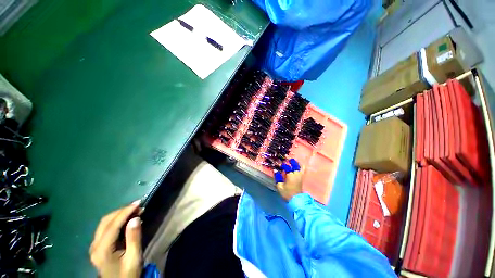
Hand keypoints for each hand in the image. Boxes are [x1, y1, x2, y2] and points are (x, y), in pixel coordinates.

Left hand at [90, 201, 142, 277]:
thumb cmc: (128, 274)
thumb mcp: (134, 258)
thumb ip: (134, 238)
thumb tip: (135, 218)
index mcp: (102, 250)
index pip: (112, 225)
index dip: (125, 212)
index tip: (138, 203)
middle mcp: (95, 246)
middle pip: (106, 221)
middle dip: (122, 211)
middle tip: (138, 206)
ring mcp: (95, 246)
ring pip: (105, 223)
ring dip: (119, 215)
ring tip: (135, 211)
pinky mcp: (98, 247)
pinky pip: (106, 228)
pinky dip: (117, 221)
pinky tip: (127, 220)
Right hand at [274, 158, 303, 200]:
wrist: (296, 200)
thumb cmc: (287, 193)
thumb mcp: (280, 186)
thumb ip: (278, 177)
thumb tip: (275, 171)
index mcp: (290, 175)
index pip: (286, 166)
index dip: (283, 164)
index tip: (279, 164)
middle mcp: (296, 174)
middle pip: (294, 165)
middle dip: (291, 161)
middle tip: (287, 159)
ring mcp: (300, 176)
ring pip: (300, 167)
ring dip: (296, 163)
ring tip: (293, 161)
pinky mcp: (302, 178)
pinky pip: (303, 170)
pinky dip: (301, 167)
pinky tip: (299, 166)